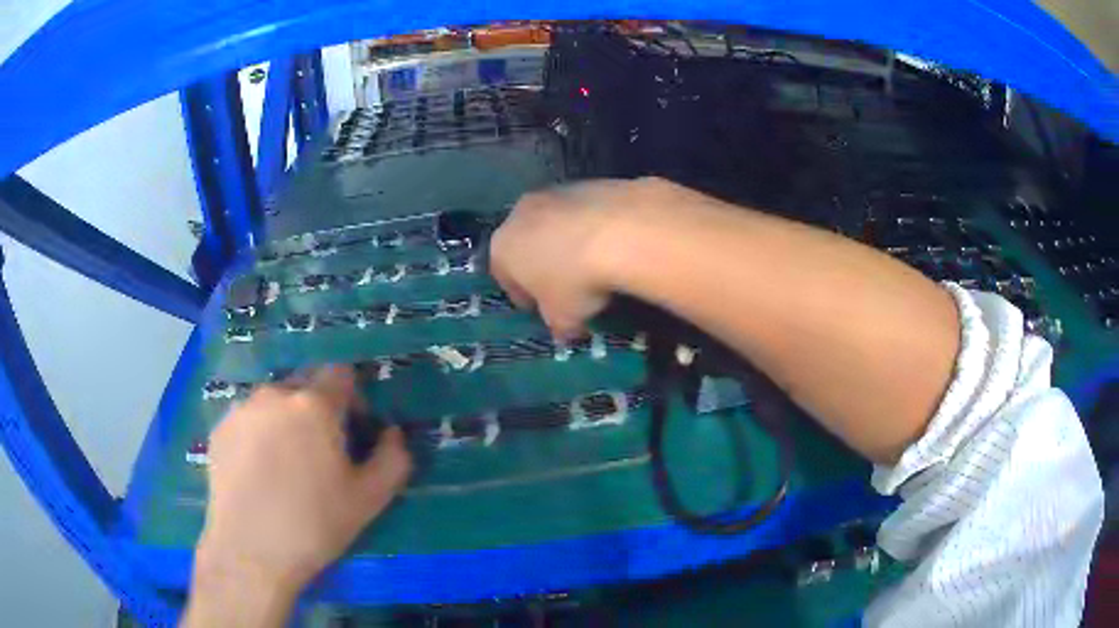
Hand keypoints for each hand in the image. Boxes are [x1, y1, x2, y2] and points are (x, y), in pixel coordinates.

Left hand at [186, 366, 411, 625]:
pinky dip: (259, 435)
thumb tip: (393, 433)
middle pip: (304, 385)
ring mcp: (242, 409)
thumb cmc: (314, 524)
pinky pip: (248, 420)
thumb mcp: (370, 499)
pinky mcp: (219, 428)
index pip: (341, 374)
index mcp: (314, 404)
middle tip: (320, 452)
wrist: (250, 550)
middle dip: (318, 409)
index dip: (353, 399)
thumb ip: (393, 459)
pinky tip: (259, 473)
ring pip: (274, 403)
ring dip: (286, 421)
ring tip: (285, 464)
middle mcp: (275, 393)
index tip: (353, 432)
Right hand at [490, 178, 671, 337]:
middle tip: (567, 287)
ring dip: (569, 244)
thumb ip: (557, 324)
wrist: (621, 231)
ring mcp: (555, 193)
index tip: (542, 310)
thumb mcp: (563, 318)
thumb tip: (564, 330)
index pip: (504, 276)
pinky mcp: (589, 182)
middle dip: (544, 265)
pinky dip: (595, 228)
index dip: (523, 297)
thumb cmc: (575, 281)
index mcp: (502, 247)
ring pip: (556, 225)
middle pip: (527, 244)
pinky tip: (614, 246)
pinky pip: (586, 213)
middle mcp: (520, 214)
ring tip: (594, 267)